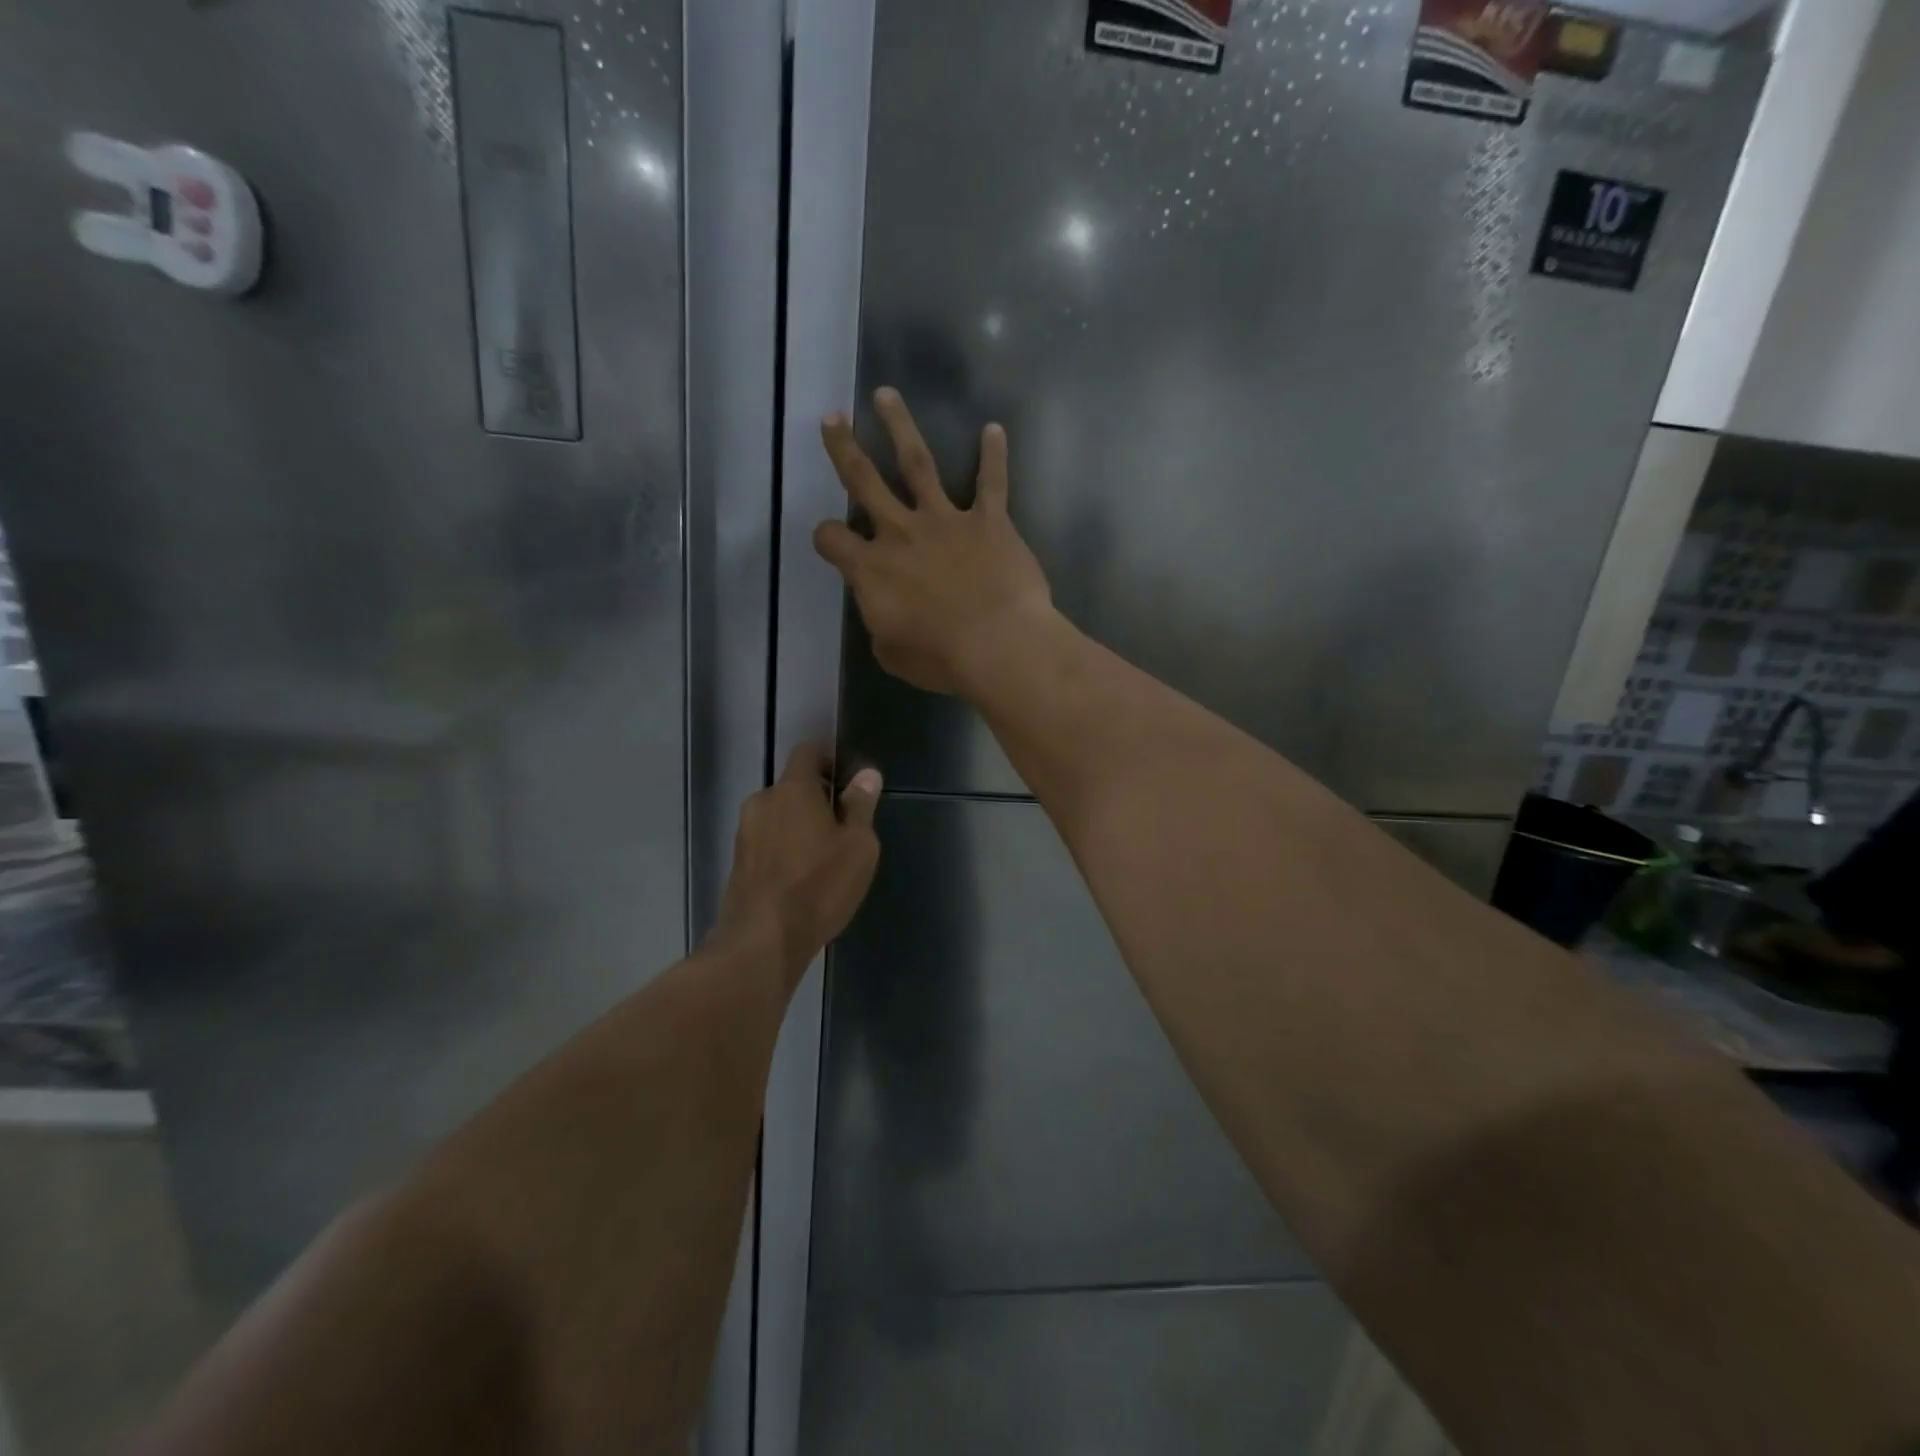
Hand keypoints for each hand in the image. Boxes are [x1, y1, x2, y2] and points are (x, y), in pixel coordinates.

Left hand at [716, 743, 881, 974]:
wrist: (762, 940)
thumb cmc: (819, 886)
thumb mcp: (858, 847)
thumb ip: (861, 806)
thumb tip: (867, 774)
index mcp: (793, 789)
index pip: (807, 752)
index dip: (829, 760)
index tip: (847, 783)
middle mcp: (762, 801)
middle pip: (792, 787)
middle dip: (816, 799)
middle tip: (841, 828)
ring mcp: (744, 832)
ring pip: (777, 816)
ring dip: (797, 826)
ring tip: (821, 858)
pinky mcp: (737, 862)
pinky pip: (766, 842)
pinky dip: (783, 849)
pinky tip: (799, 878)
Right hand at [814, 388, 1053, 696]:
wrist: (998, 646)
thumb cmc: (941, 658)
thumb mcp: (893, 654)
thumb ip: (883, 625)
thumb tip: (888, 615)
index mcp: (872, 569)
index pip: (833, 540)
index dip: (827, 537)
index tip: (831, 539)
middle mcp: (902, 533)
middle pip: (864, 481)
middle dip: (844, 448)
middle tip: (832, 418)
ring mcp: (945, 521)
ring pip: (917, 463)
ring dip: (900, 427)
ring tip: (886, 396)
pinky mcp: (989, 522)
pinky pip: (991, 483)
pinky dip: (994, 456)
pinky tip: (995, 430)